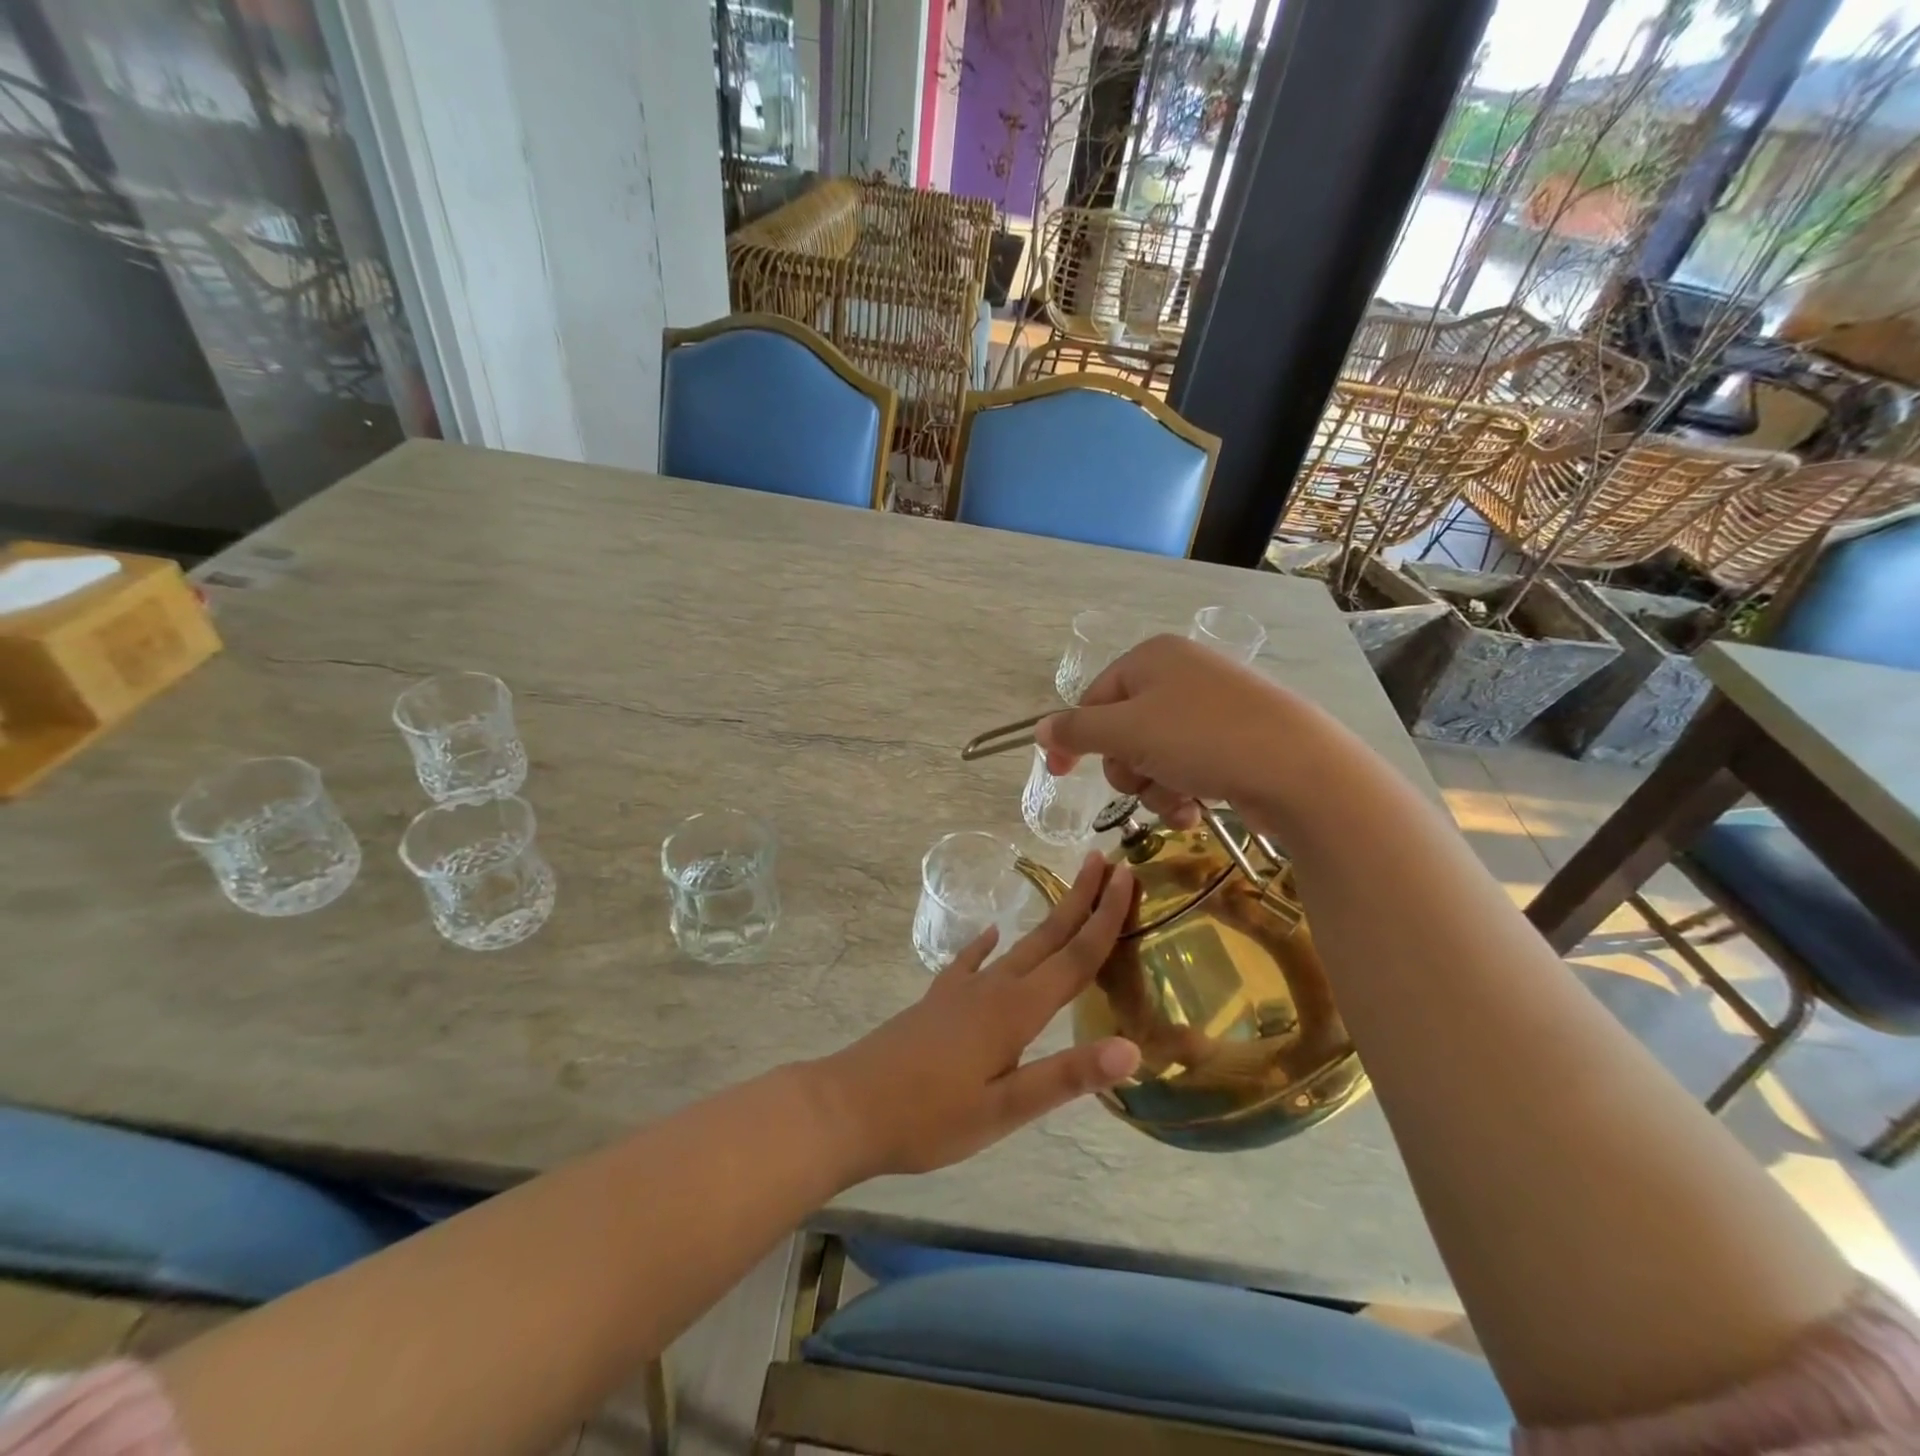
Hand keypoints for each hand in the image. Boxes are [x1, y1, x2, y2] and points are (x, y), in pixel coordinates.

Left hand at [811, 853, 1141, 1180]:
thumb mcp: (1004, 1110)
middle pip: (1048, 936)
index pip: (1075, 957)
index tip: (1128, 877)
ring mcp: (961, 990)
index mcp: (1016, 1011)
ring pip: (1017, 945)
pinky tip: (991, 935)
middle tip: (1106, 862)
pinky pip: (970, 961)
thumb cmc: (929, 1118)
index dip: (1106, 917)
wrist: (848, 1107)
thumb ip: (1066, 1076)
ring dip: (1047, 918)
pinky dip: (986, 945)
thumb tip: (1133, 1048)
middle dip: (1081, 899)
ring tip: (1067, 894)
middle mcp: (993, 988)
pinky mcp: (938, 1001)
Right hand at [1036, 634, 1296, 826]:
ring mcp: (1210, 709)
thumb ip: (1077, 730)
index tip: (1060, 774)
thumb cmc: (1202, 738)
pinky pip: (1186, 768)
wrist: (1299, 769)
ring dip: (1154, 788)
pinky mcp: (1233, 742)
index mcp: (1152, 658)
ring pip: (1152, 757)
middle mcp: (1180, 676)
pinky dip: (1182, 793)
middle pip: (1122, 731)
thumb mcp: (1128, 731)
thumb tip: (1040, 731)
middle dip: (1127, 767)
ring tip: (1178, 801)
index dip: (1075, 738)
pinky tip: (1195, 811)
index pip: (1093, 698)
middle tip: (1143, 780)